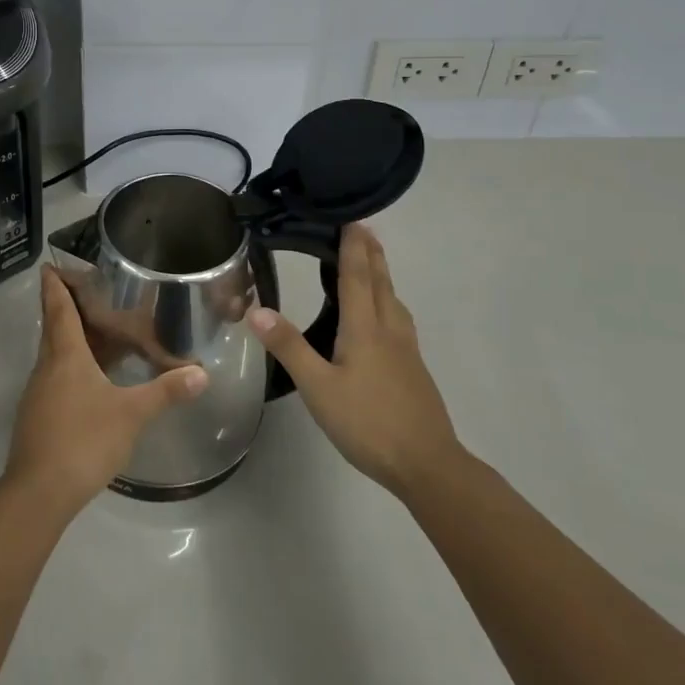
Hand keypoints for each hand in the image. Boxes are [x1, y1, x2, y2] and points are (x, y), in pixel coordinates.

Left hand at [5, 266, 209, 514]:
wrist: (39, 492)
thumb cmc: (84, 440)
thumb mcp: (131, 414)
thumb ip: (165, 391)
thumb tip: (201, 374)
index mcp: (65, 355)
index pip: (58, 309)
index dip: (54, 285)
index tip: (48, 265)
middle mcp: (46, 367)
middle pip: (54, 328)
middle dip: (65, 308)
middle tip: (87, 293)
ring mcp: (38, 393)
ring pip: (54, 354)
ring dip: (70, 339)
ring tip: (97, 332)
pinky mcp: (38, 416)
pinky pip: (55, 378)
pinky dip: (71, 366)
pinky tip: (91, 379)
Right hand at [248, 224, 462, 498]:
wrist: (427, 465)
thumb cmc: (368, 423)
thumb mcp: (318, 388)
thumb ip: (290, 348)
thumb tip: (257, 310)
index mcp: (365, 329)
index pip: (358, 277)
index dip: (353, 247)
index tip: (351, 219)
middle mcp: (389, 330)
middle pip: (381, 282)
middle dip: (371, 253)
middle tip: (363, 229)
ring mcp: (406, 350)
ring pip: (393, 300)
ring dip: (382, 275)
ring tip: (373, 264)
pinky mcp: (413, 369)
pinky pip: (399, 319)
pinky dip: (388, 301)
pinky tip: (384, 318)